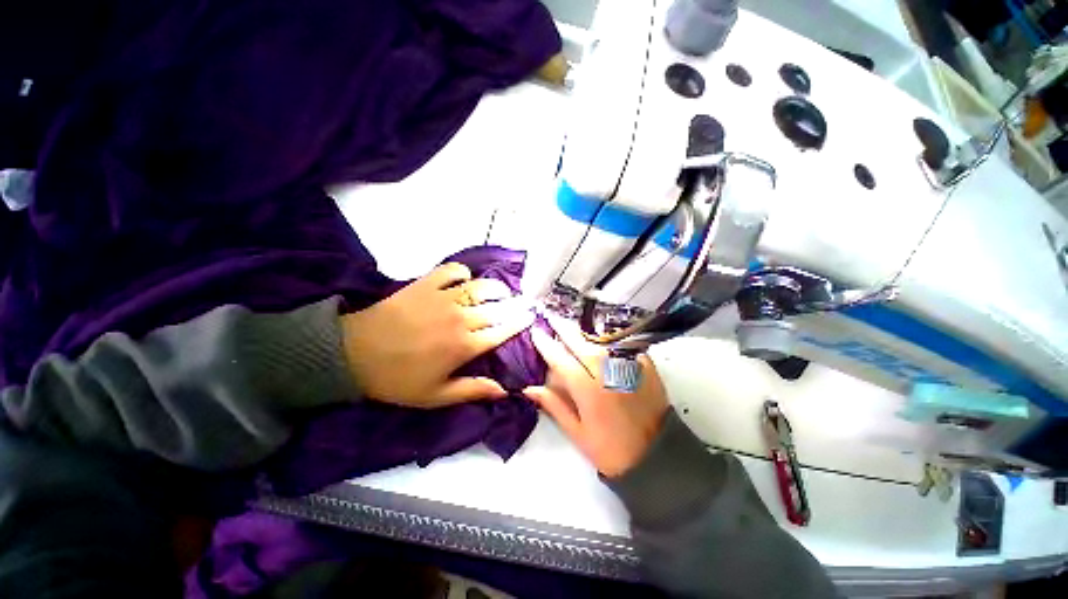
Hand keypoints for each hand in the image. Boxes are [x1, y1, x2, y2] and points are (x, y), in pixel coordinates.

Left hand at [341, 262, 533, 407]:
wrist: (354, 355)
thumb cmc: (397, 380)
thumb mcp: (435, 396)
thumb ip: (472, 390)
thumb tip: (504, 390)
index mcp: (464, 346)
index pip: (501, 332)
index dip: (518, 324)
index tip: (530, 318)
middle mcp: (460, 319)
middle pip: (496, 308)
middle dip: (514, 305)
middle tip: (523, 303)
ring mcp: (443, 299)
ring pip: (480, 287)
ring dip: (495, 288)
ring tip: (502, 290)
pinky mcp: (426, 285)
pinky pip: (451, 271)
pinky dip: (462, 272)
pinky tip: (465, 278)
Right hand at [523, 317, 668, 476]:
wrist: (656, 456)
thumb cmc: (611, 449)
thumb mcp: (577, 433)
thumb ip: (554, 406)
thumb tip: (530, 388)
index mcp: (588, 391)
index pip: (561, 361)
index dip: (546, 345)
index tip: (536, 333)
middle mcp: (607, 373)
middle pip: (581, 344)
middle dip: (564, 329)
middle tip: (553, 317)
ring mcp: (628, 367)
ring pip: (602, 340)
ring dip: (585, 331)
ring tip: (573, 324)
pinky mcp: (645, 366)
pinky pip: (624, 344)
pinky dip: (610, 338)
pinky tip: (601, 334)